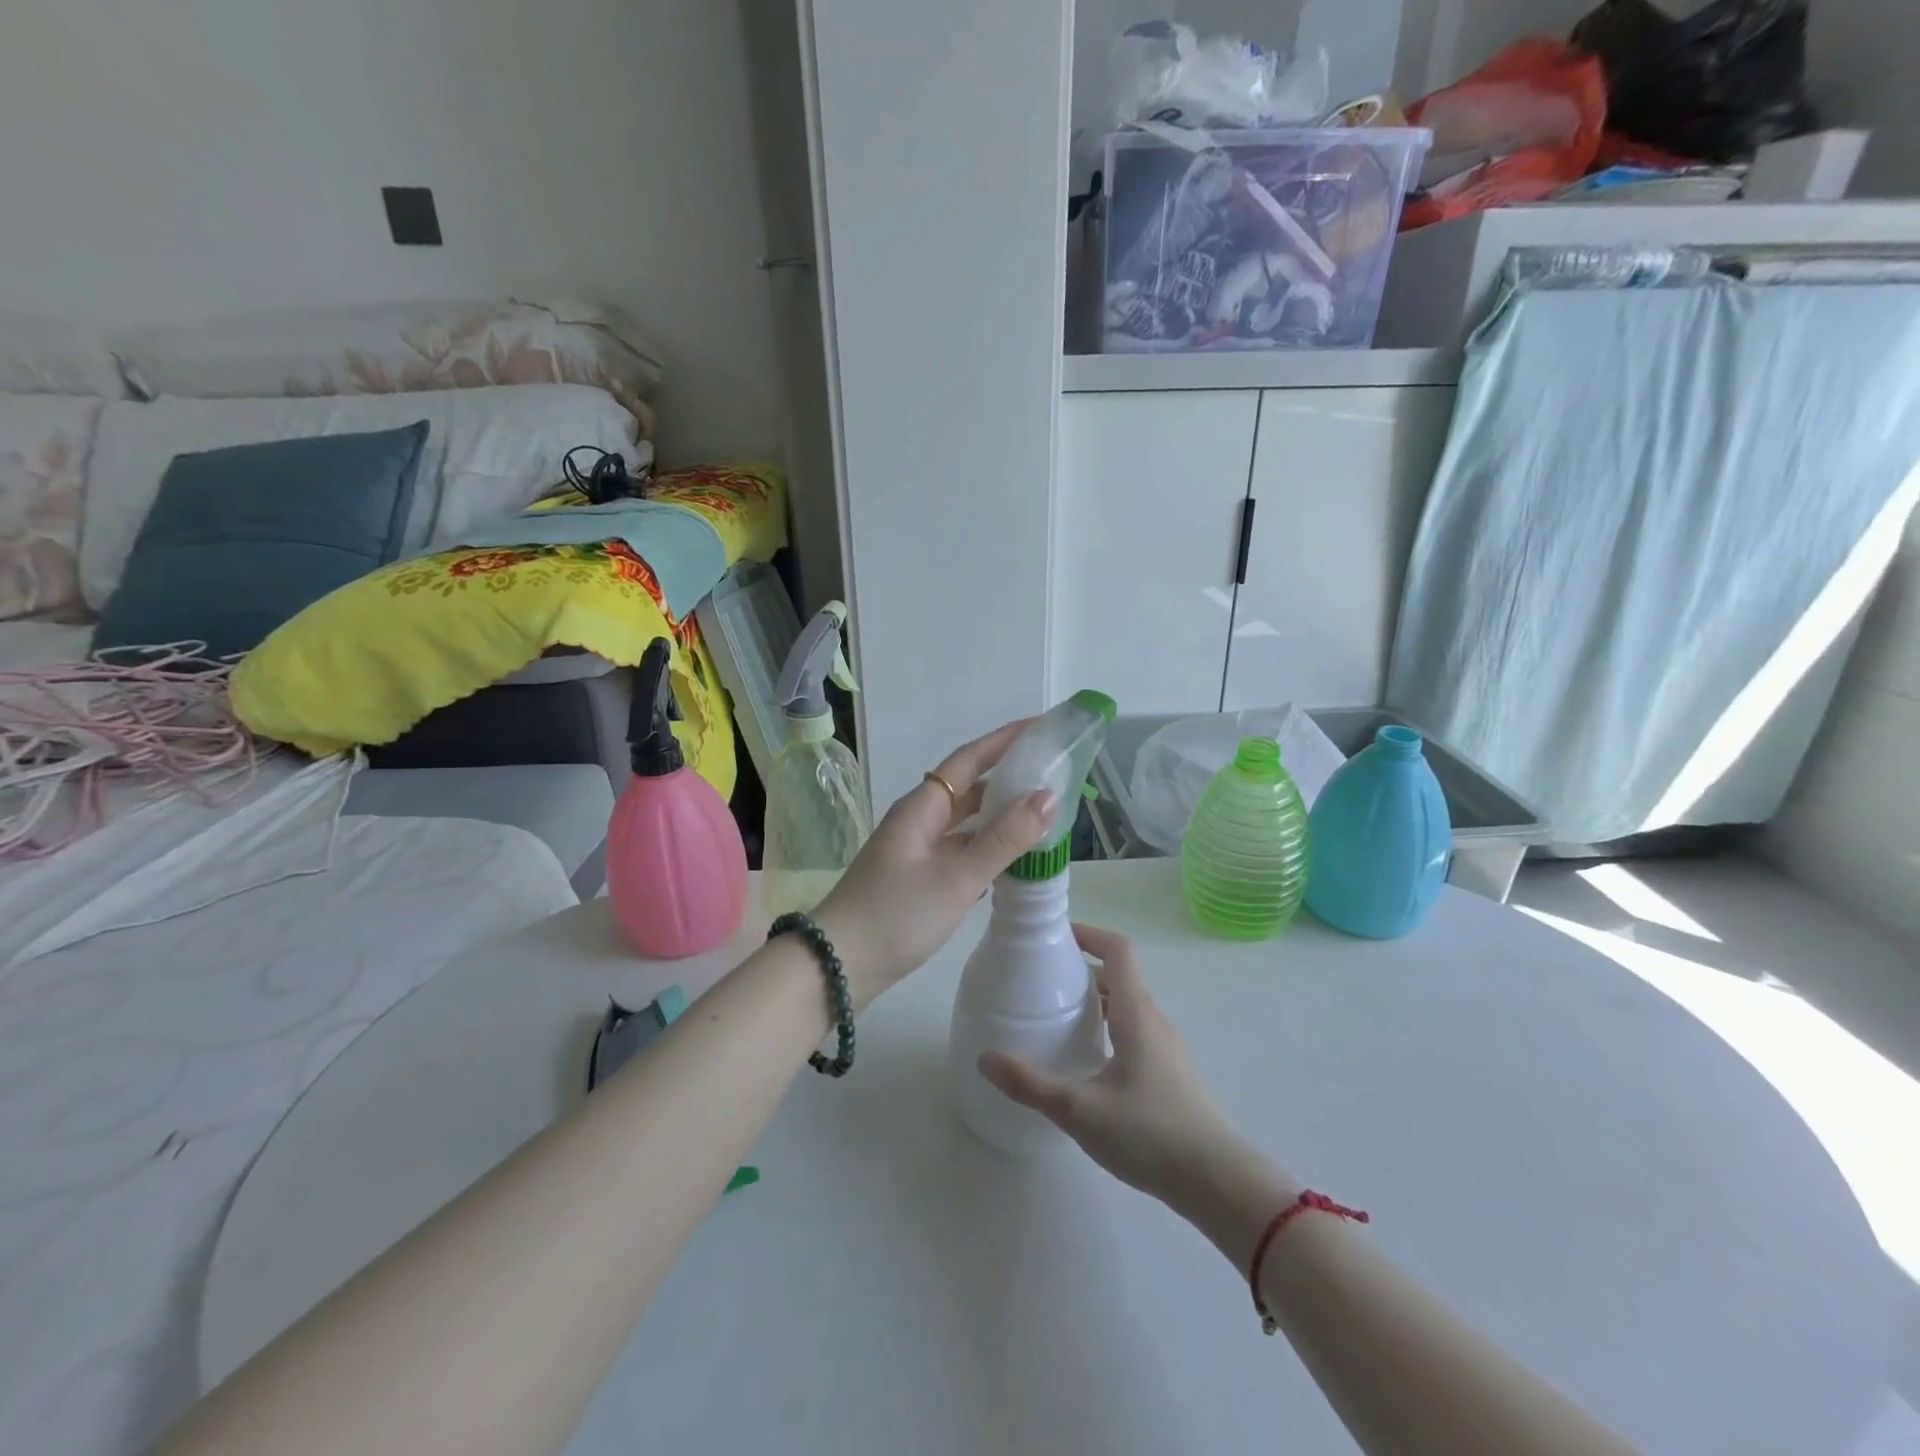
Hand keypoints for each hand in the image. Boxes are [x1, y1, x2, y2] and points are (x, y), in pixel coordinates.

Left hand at [814, 721, 1053, 1006]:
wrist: (836, 966)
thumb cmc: (895, 915)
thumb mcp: (957, 877)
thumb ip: (1004, 838)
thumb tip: (1048, 797)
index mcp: (922, 807)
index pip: (970, 759)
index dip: (1005, 740)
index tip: (1042, 726)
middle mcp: (919, 820)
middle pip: (969, 788)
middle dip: (1009, 776)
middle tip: (1053, 771)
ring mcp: (916, 850)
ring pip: (966, 822)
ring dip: (1001, 814)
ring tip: (1044, 811)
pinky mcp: (918, 879)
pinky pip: (961, 850)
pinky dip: (989, 847)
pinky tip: (1014, 857)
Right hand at [979, 926, 1262, 1211]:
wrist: (1218, 1182)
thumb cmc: (1151, 1134)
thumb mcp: (1082, 1110)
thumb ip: (1032, 1085)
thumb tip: (985, 1058)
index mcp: (1136, 1013)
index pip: (1118, 950)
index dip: (1088, 934)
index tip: (1055, 938)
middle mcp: (1153, 1020)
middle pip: (1118, 976)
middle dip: (1080, 970)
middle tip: (1040, 981)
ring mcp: (1165, 1047)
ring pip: (1126, 1005)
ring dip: (1093, 1000)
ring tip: (1056, 1018)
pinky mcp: (1168, 1072)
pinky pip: (1133, 1030)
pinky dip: (1106, 1026)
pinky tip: (1085, 1060)